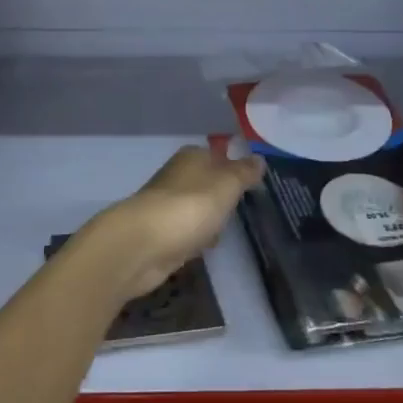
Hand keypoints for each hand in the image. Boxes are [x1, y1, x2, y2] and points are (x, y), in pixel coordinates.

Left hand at [85, 145, 265, 300]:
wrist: (143, 244)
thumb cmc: (191, 206)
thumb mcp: (228, 184)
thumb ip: (245, 172)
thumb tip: (259, 159)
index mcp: (192, 157)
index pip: (219, 155)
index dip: (235, 168)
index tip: (254, 184)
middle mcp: (177, 175)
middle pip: (207, 182)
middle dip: (222, 195)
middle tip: (244, 207)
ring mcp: (166, 205)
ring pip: (197, 207)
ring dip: (209, 218)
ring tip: (228, 229)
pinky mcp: (160, 233)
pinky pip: (186, 231)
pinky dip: (196, 237)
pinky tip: (206, 247)